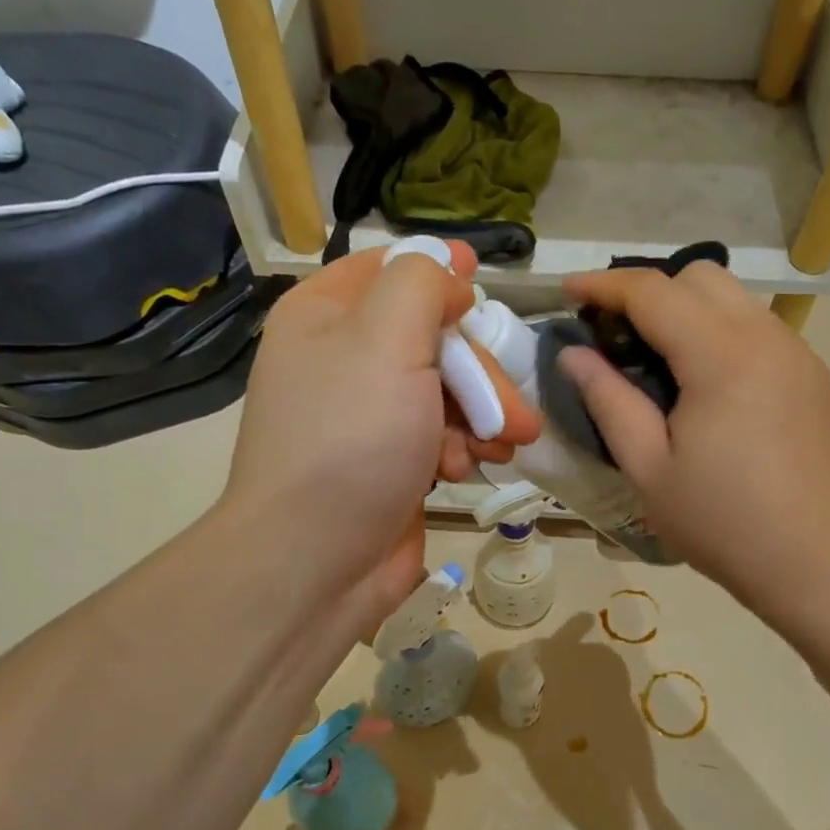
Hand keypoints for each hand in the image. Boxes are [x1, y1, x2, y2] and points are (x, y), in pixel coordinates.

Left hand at [221, 245, 540, 630]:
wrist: (315, 562)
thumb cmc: (350, 440)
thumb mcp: (385, 338)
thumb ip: (421, 285)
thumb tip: (450, 283)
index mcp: (326, 315)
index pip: (389, 268)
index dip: (440, 269)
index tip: (484, 280)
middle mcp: (344, 359)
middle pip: (434, 337)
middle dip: (481, 372)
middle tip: (513, 411)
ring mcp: (369, 416)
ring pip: (448, 390)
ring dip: (483, 416)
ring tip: (502, 447)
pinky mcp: (393, 462)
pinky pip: (443, 436)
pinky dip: (463, 449)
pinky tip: (466, 472)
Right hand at [556, 265, 829, 621]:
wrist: (822, 563)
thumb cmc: (724, 523)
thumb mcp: (649, 469)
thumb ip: (609, 401)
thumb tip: (575, 355)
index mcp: (722, 356)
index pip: (653, 292)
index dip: (603, 285)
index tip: (566, 291)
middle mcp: (766, 337)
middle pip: (700, 277)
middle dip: (650, 292)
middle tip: (615, 337)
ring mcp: (798, 355)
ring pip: (734, 300)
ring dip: (687, 311)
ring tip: (658, 364)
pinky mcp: (814, 377)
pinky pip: (758, 330)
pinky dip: (720, 335)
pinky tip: (706, 389)